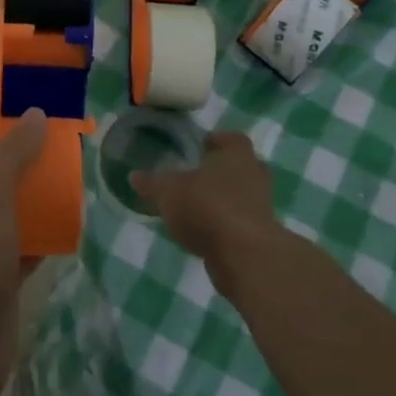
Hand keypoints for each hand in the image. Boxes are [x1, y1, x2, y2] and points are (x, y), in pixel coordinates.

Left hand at [0, 107, 47, 395]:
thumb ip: (13, 155)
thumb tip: (34, 113)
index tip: (18, 109)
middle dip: (17, 157)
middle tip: (56, 141)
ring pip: (9, 211)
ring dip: (35, 195)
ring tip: (70, 176)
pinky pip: (25, 247)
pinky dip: (45, 234)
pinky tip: (72, 223)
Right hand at [133, 131, 286, 284]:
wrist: (244, 255)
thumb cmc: (207, 207)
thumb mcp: (169, 192)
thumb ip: (152, 183)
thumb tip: (134, 176)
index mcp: (237, 154)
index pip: (231, 139)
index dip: (215, 142)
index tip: (198, 148)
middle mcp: (255, 175)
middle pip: (239, 167)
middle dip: (219, 172)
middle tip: (195, 177)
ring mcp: (261, 207)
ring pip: (241, 196)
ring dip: (222, 200)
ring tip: (194, 208)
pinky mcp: (260, 235)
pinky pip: (239, 222)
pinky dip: (224, 225)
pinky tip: (202, 233)